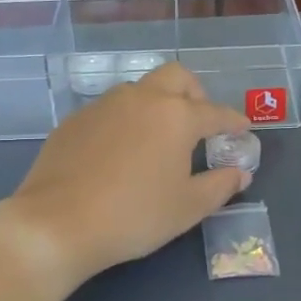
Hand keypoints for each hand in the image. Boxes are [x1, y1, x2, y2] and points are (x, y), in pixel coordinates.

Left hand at [0, 63, 253, 288]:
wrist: (57, 224)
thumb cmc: (134, 216)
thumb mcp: (187, 208)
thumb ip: (220, 186)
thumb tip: (240, 172)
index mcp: (176, 116)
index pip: (215, 112)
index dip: (233, 121)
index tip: (242, 129)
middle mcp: (141, 99)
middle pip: (177, 77)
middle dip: (195, 94)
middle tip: (200, 123)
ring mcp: (103, 105)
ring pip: (140, 90)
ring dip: (158, 104)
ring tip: (159, 139)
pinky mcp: (74, 120)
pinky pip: (110, 110)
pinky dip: (126, 121)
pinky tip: (121, 152)